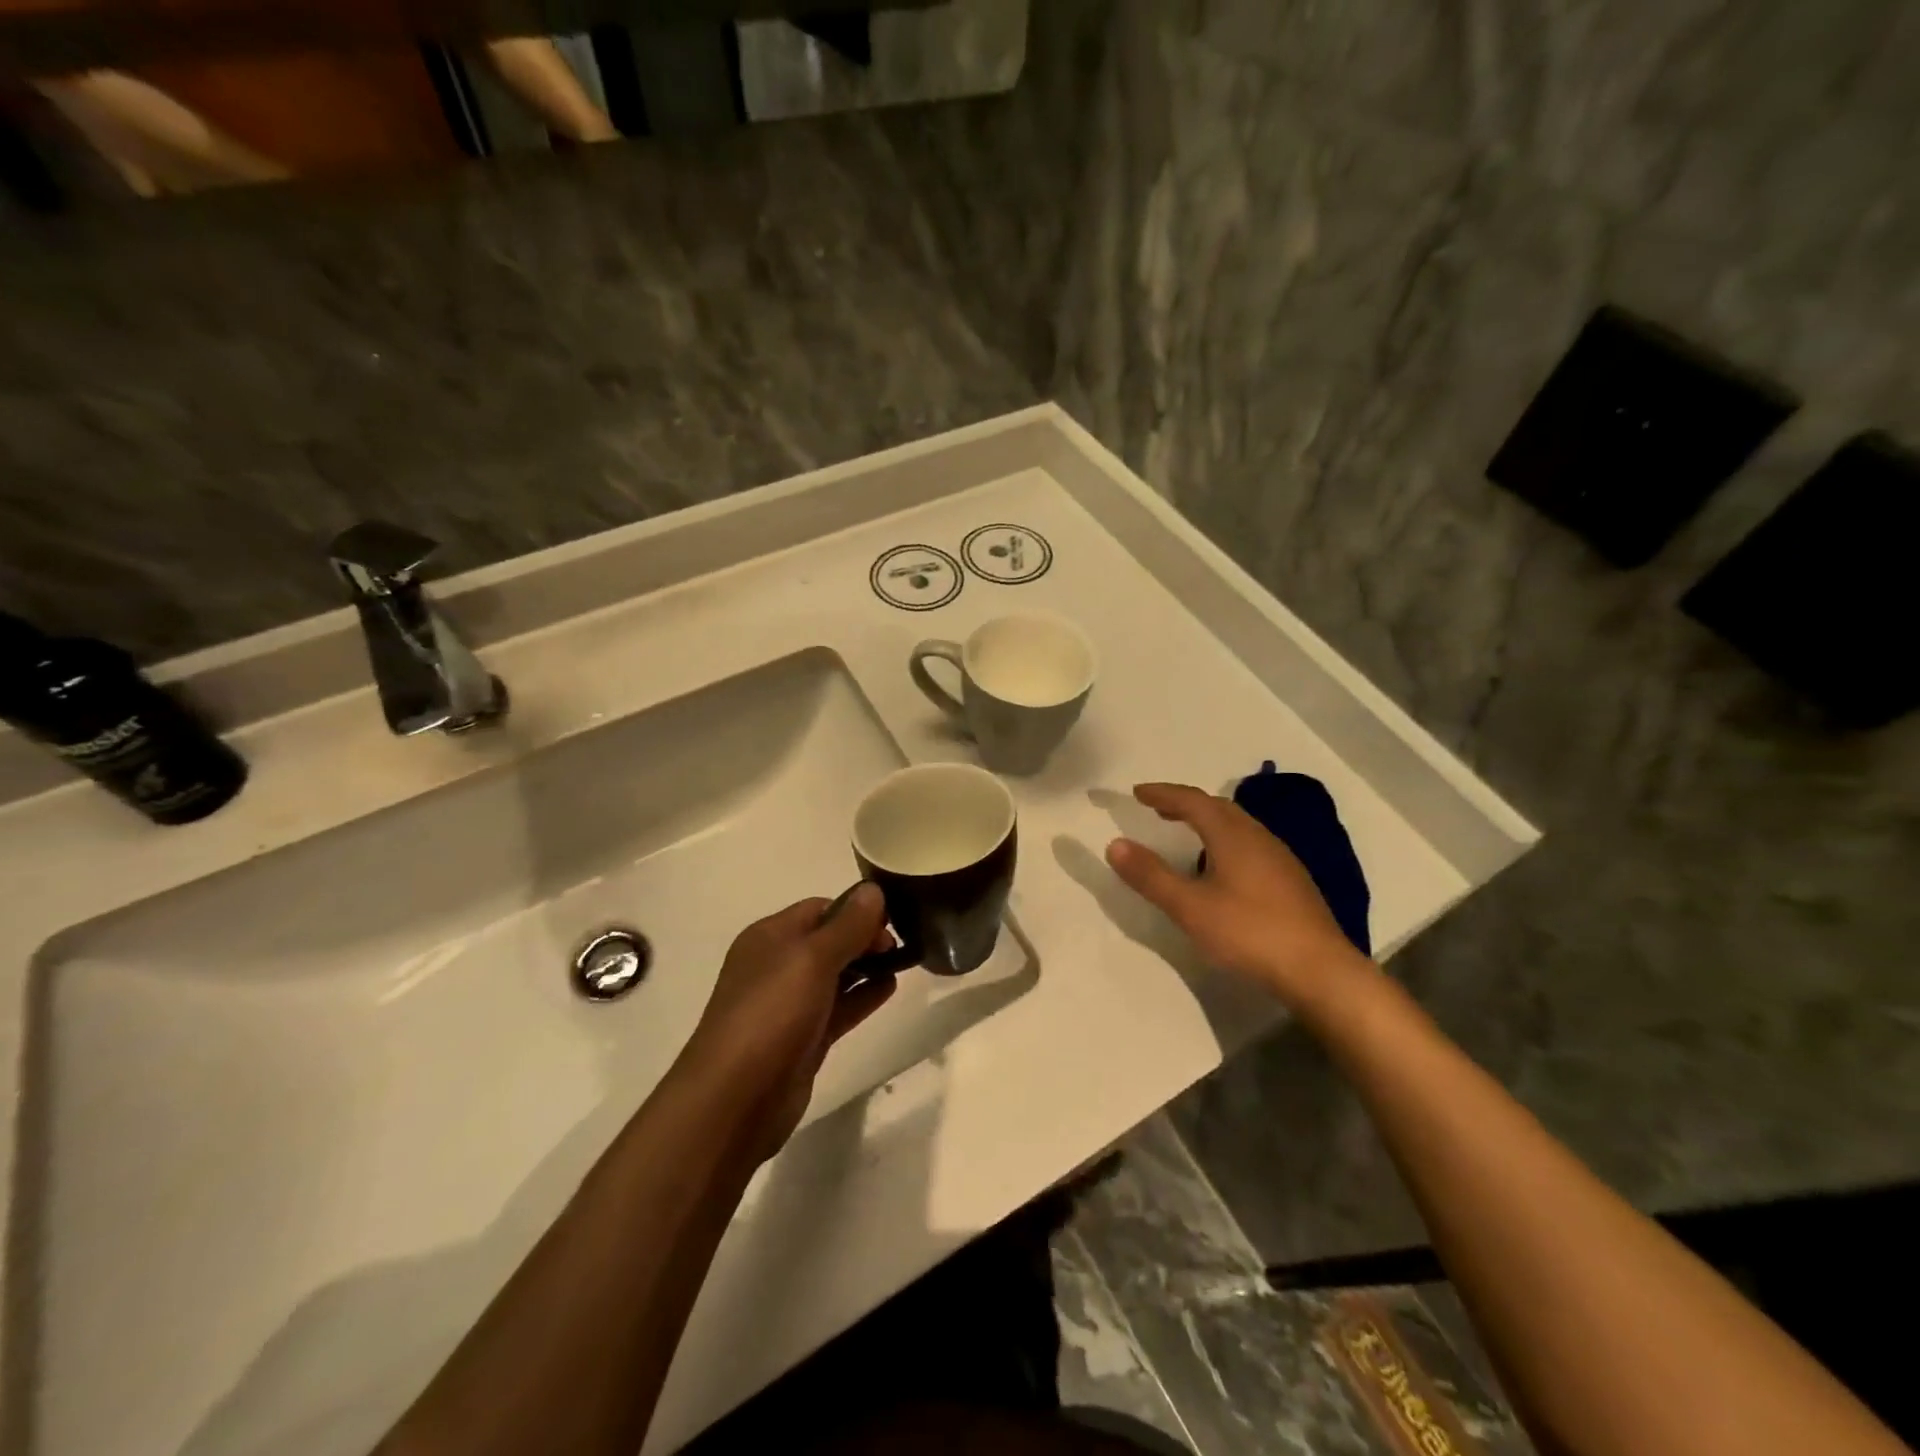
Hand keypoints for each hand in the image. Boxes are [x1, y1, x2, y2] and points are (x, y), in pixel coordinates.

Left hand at [681, 885, 897, 1160]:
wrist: (735, 1099)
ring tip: (905, 962)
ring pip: (835, 975)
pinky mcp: (803, 1039)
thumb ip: (847, 925)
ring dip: (867, 965)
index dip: (856, 910)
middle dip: (864, 937)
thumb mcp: (812, 959)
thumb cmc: (771, 1014)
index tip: (892, 920)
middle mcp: (777, 965)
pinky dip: (863, 995)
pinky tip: (889, 988)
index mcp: (770, 937)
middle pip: (828, 939)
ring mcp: (789, 1004)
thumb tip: (874, 890)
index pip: (820, 908)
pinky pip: (839, 1007)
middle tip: (900, 945)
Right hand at [1105, 782, 1370, 1010]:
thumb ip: (1151, 875)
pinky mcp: (1291, 881)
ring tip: (1186, 833)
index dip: (1163, 794)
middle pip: (1218, 807)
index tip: (1137, 793)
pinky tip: (1222, 867)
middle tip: (1158, 809)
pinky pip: (1250, 845)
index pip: (1192, 801)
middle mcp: (1258, 837)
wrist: (1320, 970)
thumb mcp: (1190, 907)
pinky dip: (1225, 841)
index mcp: (1232, 836)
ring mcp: (1280, 858)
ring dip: (1207, 821)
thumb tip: (1115, 844)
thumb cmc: (1249, 933)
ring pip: (1238, 826)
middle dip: (1185, 804)